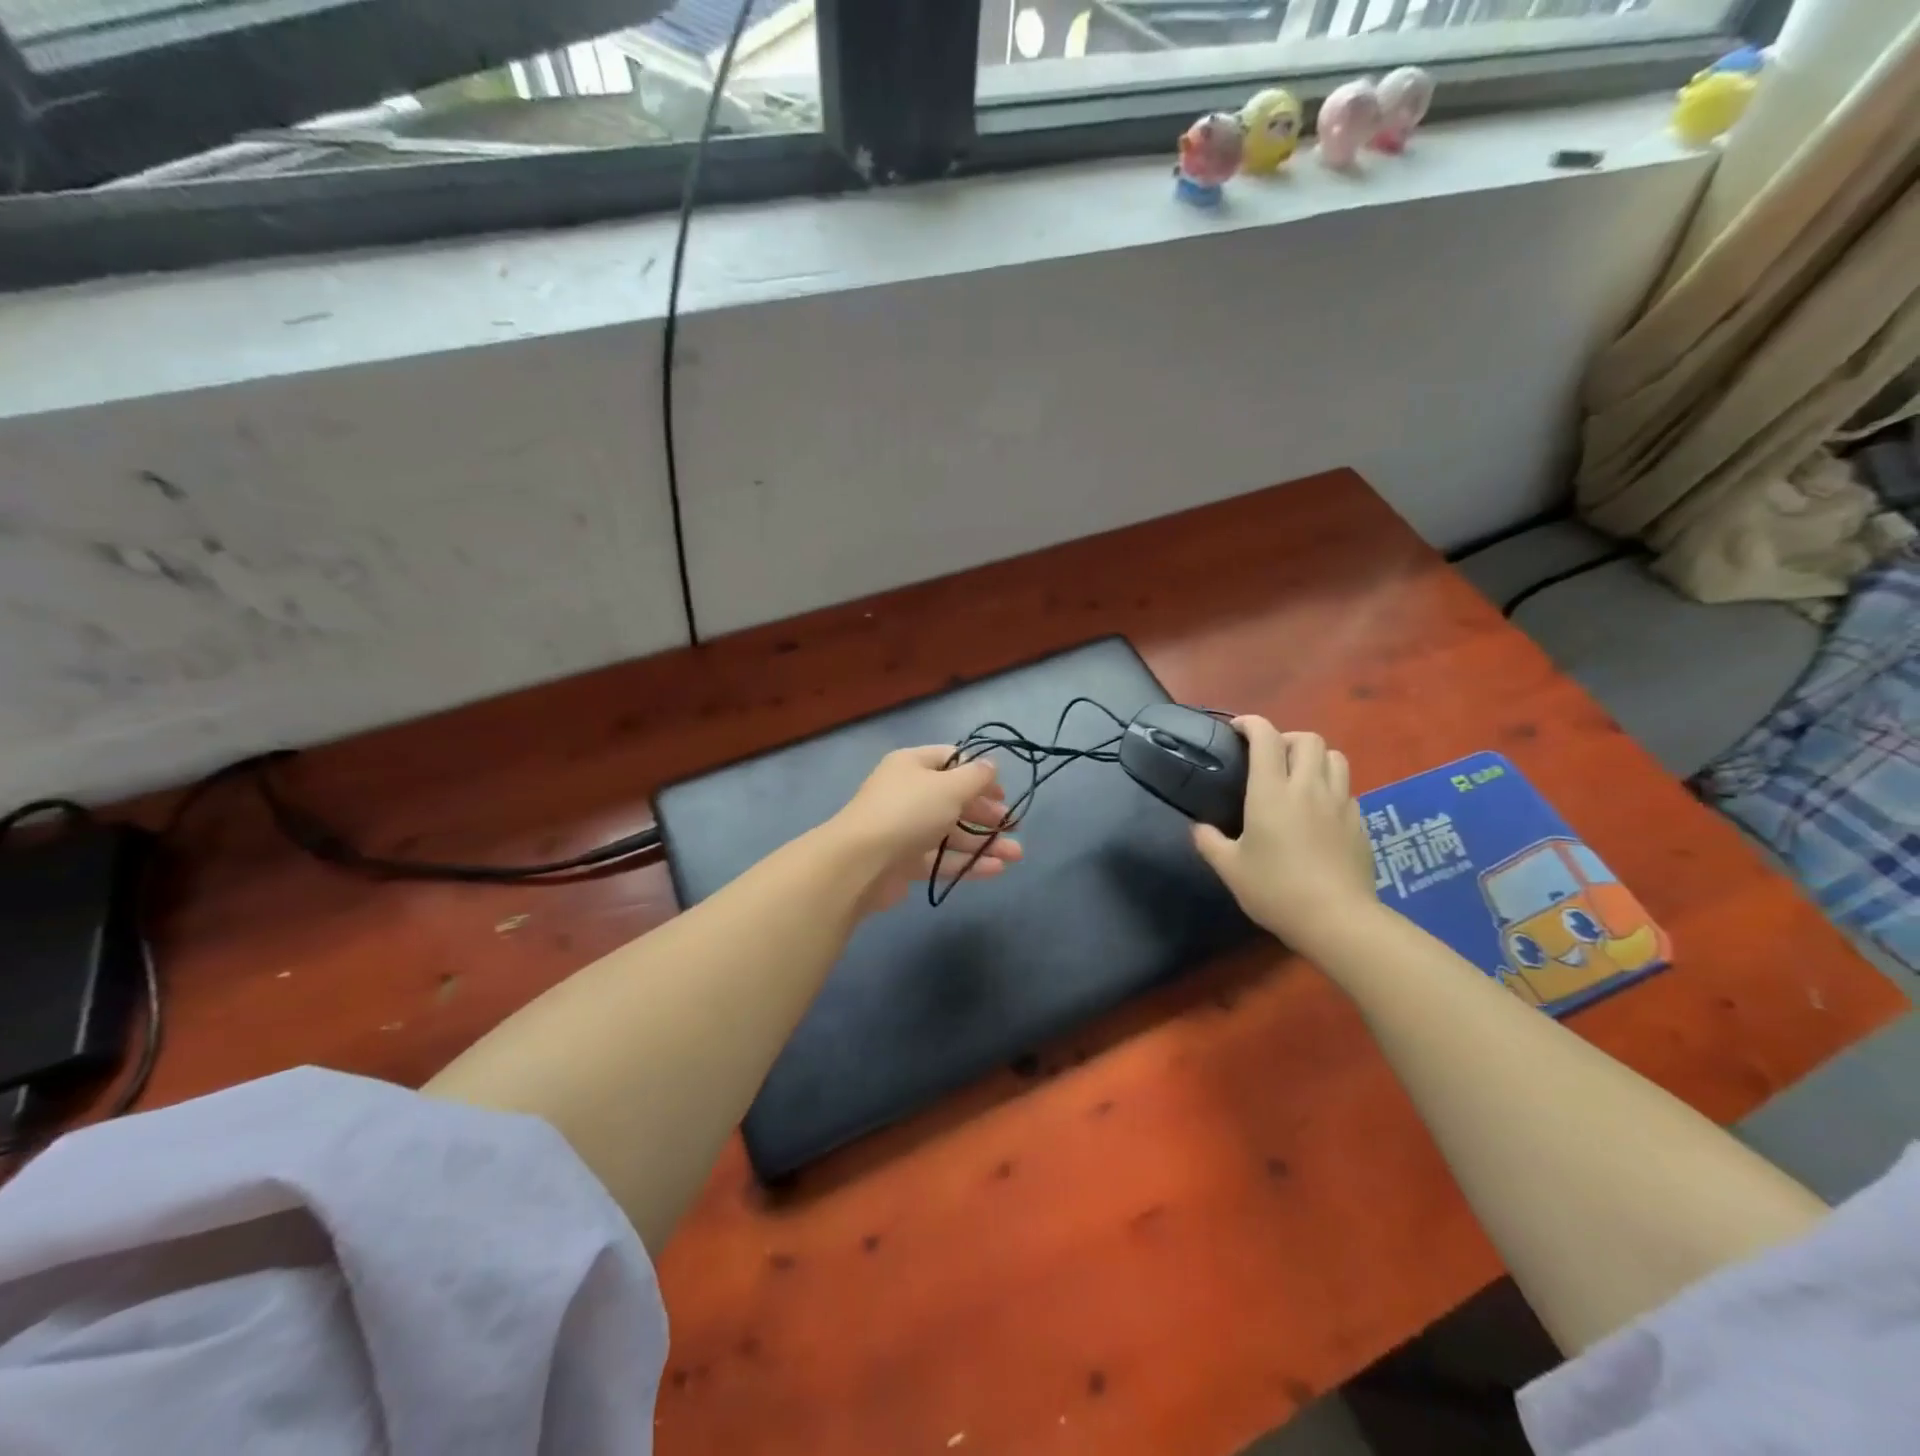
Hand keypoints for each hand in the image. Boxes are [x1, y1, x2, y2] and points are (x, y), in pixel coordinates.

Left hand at [829, 746, 1022, 914]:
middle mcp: (908, 793)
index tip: (1003, 792)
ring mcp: (905, 829)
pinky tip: (996, 870)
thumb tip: (991, 765)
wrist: (860, 863)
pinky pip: (941, 858)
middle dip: (986, 812)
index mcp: (912, 765)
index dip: (979, 773)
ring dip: (984, 842)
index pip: (951, 760)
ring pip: (951, 832)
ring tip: (1016, 855)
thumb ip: (976, 777)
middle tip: (1014, 826)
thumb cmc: (908, 812)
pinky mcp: (904, 861)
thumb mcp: (949, 787)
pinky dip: (967, 862)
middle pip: (953, 798)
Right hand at [1191, 719, 1376, 948]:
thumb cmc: (1276, 890)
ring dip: (1314, 758)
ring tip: (1299, 777)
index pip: (1265, 738)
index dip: (1251, 724)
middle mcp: (1308, 788)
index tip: (1237, 729)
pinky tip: (1319, 811)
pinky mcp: (1360, 823)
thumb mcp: (1230, 869)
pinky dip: (1331, 787)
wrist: (1337, 919)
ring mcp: (1340, 803)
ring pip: (1335, 757)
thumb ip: (1210, 842)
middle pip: (1308, 739)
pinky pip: (1347, 789)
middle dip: (1287, 738)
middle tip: (1270, 758)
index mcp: (1271, 792)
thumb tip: (1198, 828)